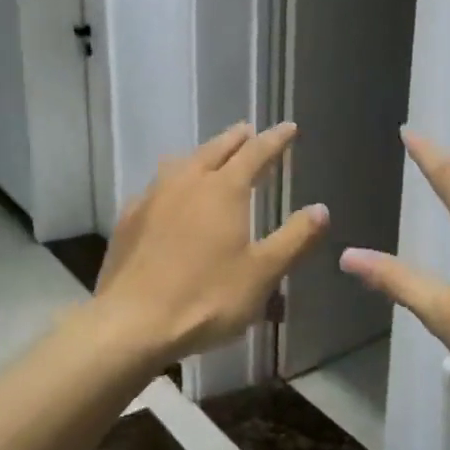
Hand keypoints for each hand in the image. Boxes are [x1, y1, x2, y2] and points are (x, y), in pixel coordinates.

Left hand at [93, 122, 328, 360]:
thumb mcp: (263, 273)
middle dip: (236, 139)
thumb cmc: (207, 297)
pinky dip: (172, 180)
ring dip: (201, 154)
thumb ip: (294, 238)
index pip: (256, 153)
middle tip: (249, 131)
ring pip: (181, 162)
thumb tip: (321, 209)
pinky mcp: (128, 218)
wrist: (133, 322)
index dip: (275, 139)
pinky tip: (169, 196)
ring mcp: (152, 197)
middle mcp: (187, 182)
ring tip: (210, 156)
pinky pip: (156, 186)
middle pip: (215, 149)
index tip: (289, 127)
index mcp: (224, 189)